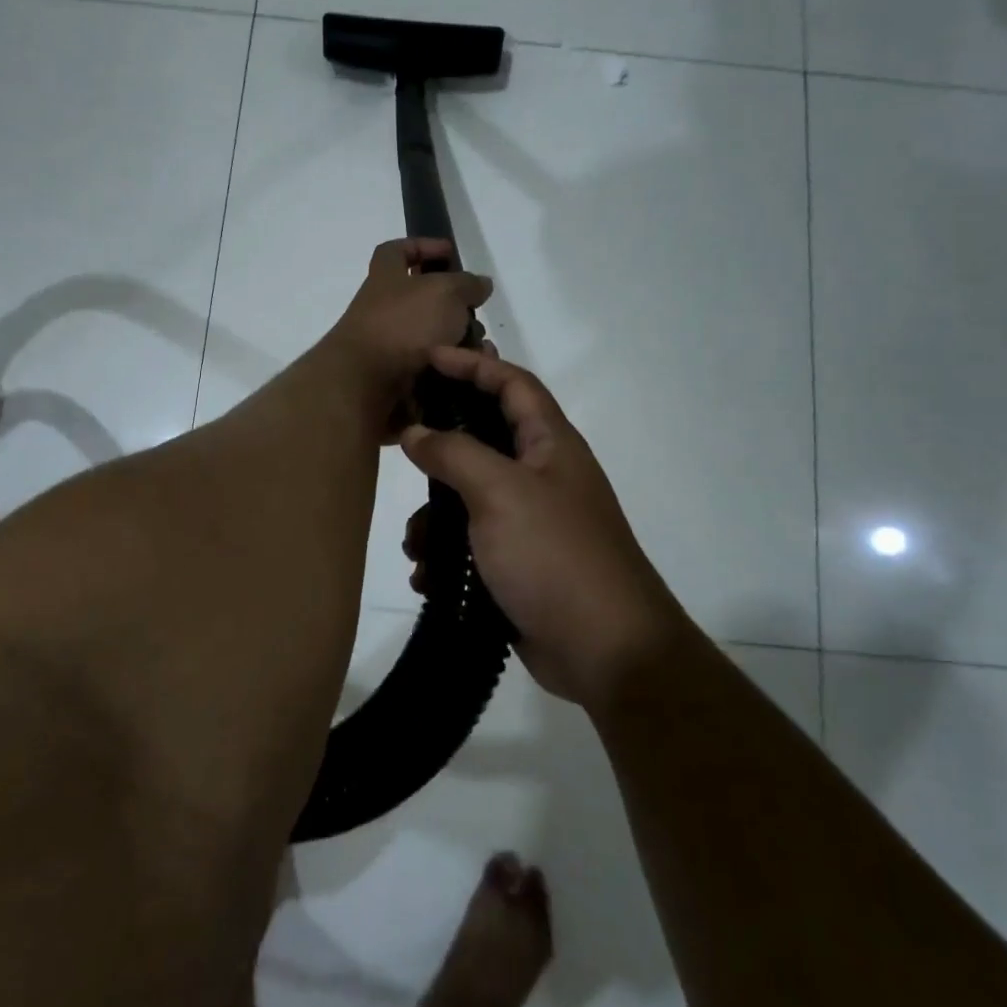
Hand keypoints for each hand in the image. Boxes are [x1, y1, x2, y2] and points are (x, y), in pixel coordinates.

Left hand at [319, 239, 492, 437]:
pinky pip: (432, 369)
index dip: (423, 246)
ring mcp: (388, 346)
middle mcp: (383, 310)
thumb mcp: (445, 291)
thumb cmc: (404, 325)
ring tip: (481, 351)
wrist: (367, 385)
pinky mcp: (397, 378)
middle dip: (455, 307)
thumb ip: (467, 284)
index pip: (397, 251)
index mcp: (385, 278)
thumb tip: (480, 285)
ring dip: (460, 342)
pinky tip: (471, 372)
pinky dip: (453, 370)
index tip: (450, 254)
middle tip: (476, 313)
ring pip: (433, 338)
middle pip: (423, 300)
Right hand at [400, 347, 685, 709]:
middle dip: (442, 445)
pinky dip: (447, 555)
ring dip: (437, 516)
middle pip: (486, 438)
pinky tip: (429, 577)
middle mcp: (543, 475)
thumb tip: (415, 431)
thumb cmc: (554, 554)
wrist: (604, 650)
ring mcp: (531, 522)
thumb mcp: (500, 493)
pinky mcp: (519, 564)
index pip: (511, 384)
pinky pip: (472, 543)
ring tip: (415, 544)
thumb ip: (454, 453)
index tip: (428, 357)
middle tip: (402, 443)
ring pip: (470, 498)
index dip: (473, 364)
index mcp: (550, 445)